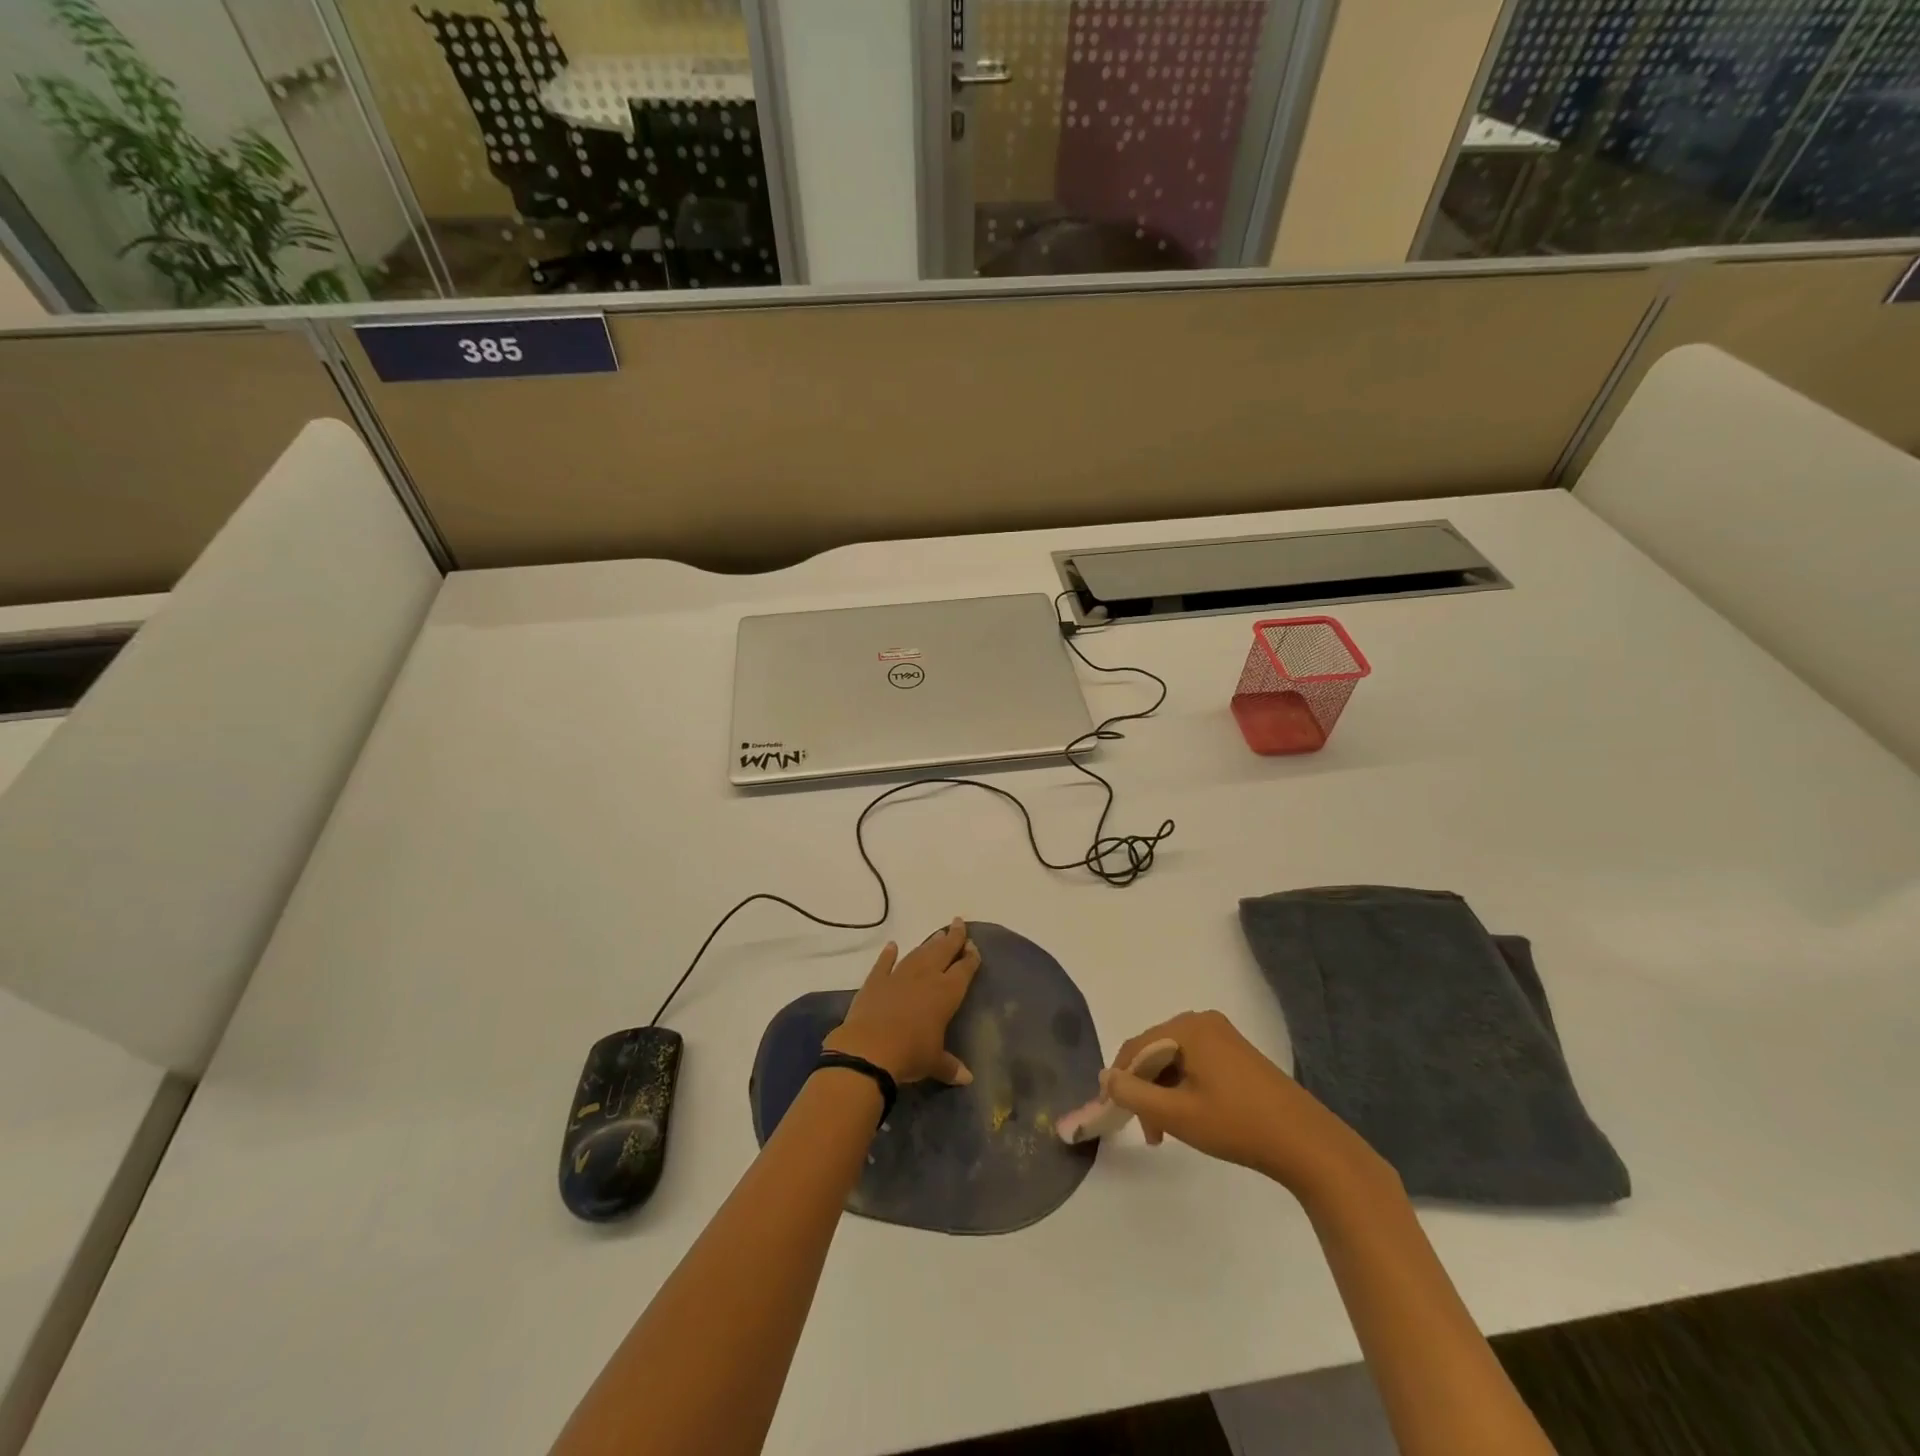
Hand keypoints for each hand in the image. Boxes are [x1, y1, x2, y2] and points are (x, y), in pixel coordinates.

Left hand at [823, 918, 980, 1085]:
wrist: (869, 1049)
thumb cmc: (910, 1054)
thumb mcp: (934, 1062)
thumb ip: (950, 1066)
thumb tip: (967, 1079)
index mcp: (946, 993)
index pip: (963, 970)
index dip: (970, 958)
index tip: (973, 946)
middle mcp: (925, 978)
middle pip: (942, 952)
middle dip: (952, 937)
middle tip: (958, 923)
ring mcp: (898, 976)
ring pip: (918, 954)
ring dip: (928, 944)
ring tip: (937, 934)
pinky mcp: (875, 981)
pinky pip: (884, 964)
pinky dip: (888, 955)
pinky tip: (892, 946)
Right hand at [1101, 1010, 1378, 1194]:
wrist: (1307, 1144)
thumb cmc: (1237, 1125)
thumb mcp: (1177, 1115)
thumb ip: (1134, 1095)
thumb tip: (1106, 1076)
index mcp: (1188, 1028)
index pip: (1137, 1047)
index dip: (1119, 1079)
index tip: (1111, 1112)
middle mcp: (1203, 1022)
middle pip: (1156, 1052)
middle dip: (1144, 1090)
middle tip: (1147, 1132)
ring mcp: (1223, 1036)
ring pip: (1174, 1060)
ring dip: (1163, 1093)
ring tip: (1165, 1133)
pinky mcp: (1237, 1054)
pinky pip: (1195, 1063)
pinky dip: (1183, 1088)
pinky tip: (1188, 1118)